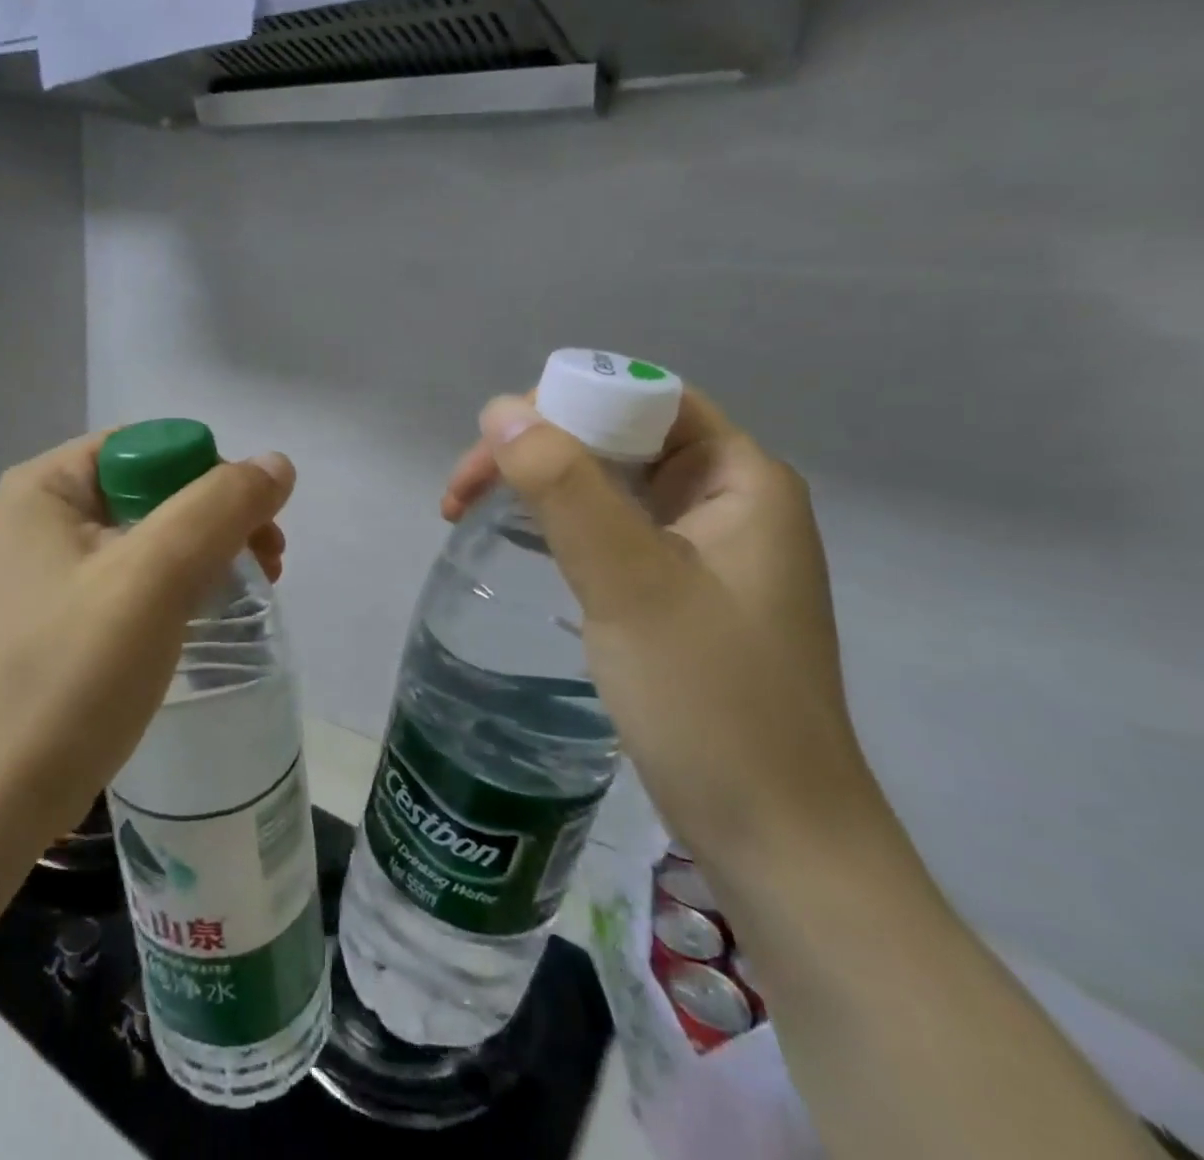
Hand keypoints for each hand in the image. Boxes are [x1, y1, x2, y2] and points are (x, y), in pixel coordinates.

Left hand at [0, 432, 295, 846]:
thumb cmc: (73, 674)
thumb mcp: (155, 576)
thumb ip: (219, 507)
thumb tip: (276, 463)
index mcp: (43, 488)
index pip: (145, 447)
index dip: (209, 474)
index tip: (256, 528)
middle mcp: (35, 517)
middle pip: (147, 488)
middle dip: (214, 517)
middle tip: (268, 561)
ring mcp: (41, 571)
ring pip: (143, 536)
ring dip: (202, 552)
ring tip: (249, 590)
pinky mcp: (54, 618)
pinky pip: (127, 578)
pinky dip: (173, 586)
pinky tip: (204, 614)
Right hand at [445, 387, 889, 877]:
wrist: (776, 840)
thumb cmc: (712, 702)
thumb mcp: (631, 584)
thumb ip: (566, 488)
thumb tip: (500, 410)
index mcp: (741, 480)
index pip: (643, 399)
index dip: (563, 403)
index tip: (494, 448)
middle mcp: (727, 502)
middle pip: (618, 437)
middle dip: (536, 448)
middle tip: (464, 492)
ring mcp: (702, 551)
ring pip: (607, 484)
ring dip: (538, 486)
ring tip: (471, 513)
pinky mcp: (677, 593)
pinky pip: (609, 530)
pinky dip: (557, 525)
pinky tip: (521, 545)